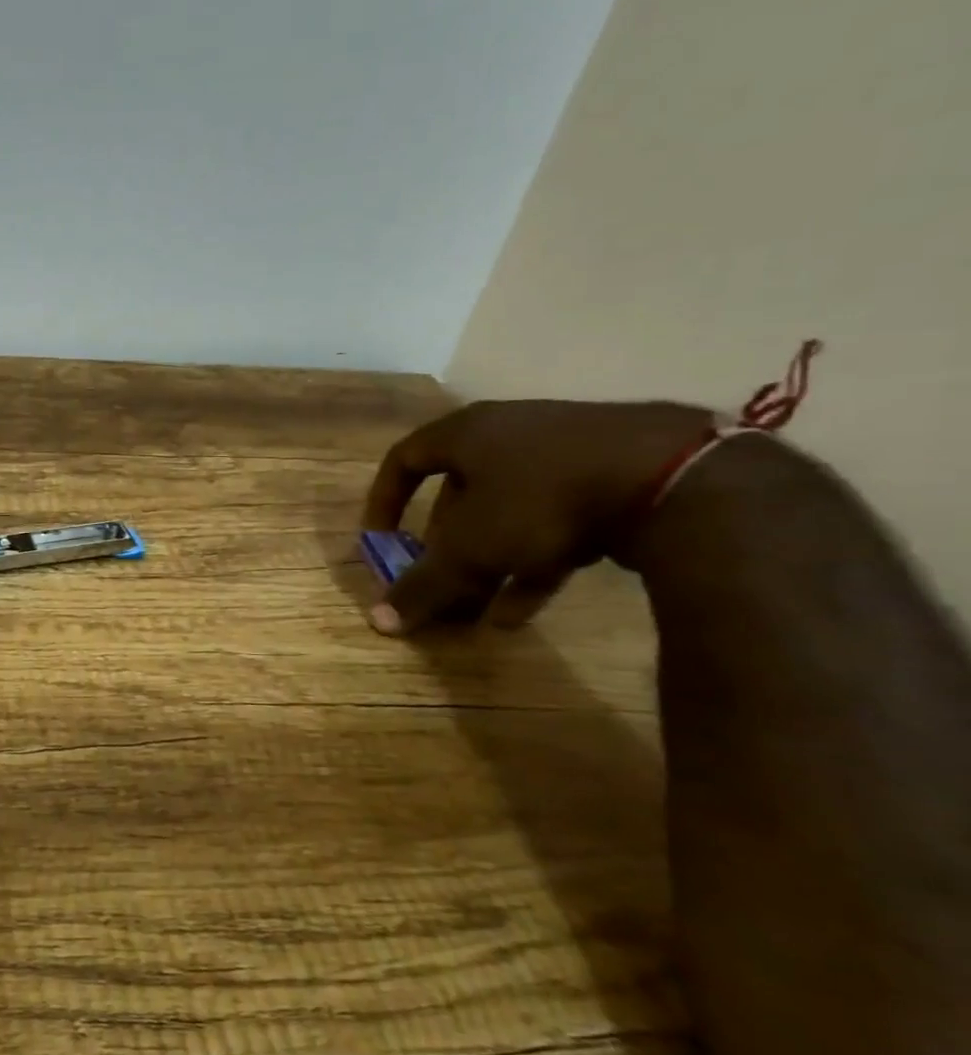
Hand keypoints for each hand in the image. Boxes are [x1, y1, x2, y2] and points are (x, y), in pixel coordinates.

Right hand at [360, 399, 710, 635]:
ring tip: (479, 611)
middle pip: (458, 493)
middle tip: (439, 583)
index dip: (383, 501)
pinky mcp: (612, 476)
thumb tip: (377, 621)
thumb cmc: (543, 500)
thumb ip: (422, 585)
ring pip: (507, 512)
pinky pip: (555, 520)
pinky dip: (533, 562)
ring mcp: (565, 453)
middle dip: (444, 546)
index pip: (404, 460)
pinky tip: (524, 609)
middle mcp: (510, 434)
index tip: (379, 540)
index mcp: (466, 433)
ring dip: (488, 563)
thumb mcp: (472, 550)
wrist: (678, 478)